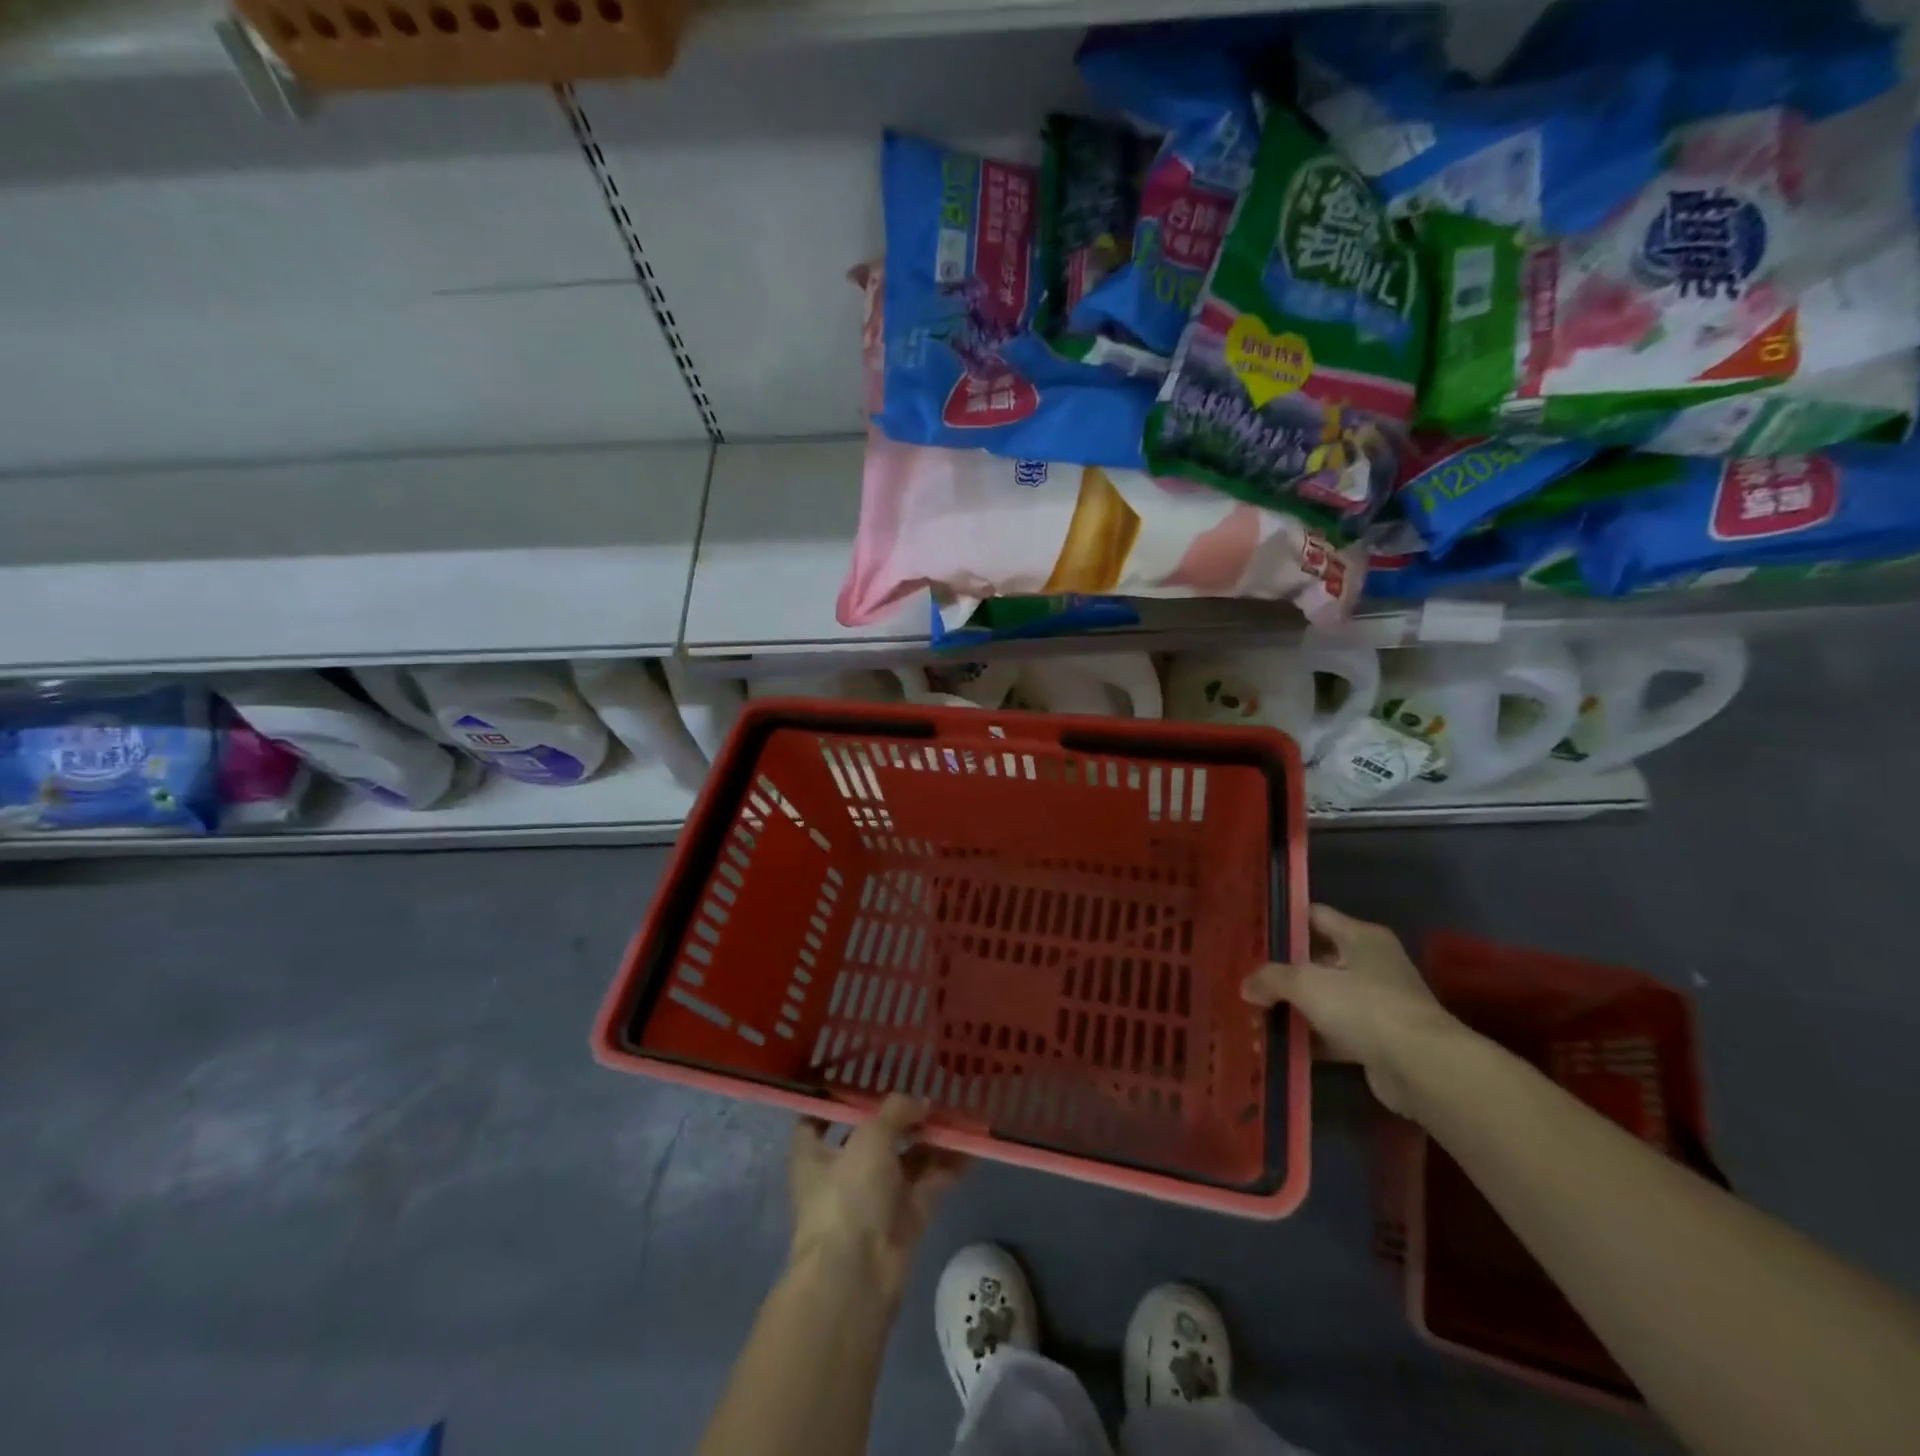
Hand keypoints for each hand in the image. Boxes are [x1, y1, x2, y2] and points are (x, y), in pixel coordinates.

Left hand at [789, 1094, 964, 1305]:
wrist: (858, 1276)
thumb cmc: (848, 1194)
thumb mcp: (870, 1136)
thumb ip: (896, 1111)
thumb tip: (921, 1104)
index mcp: (815, 1154)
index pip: (819, 1119)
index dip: (837, 1100)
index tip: (863, 1079)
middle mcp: (842, 1174)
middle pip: (873, 1137)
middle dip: (901, 1117)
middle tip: (929, 1091)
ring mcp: (874, 1199)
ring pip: (905, 1160)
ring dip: (930, 1139)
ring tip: (959, 1113)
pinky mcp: (903, 1221)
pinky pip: (928, 1184)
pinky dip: (947, 1166)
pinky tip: (971, 1145)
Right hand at [1241, 903, 1464, 1117]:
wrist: (1423, 1069)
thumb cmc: (1365, 1007)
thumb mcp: (1307, 983)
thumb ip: (1271, 978)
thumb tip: (1247, 987)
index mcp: (1361, 937)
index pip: (1314, 917)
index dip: (1284, 924)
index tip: (1252, 934)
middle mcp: (1372, 964)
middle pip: (1316, 960)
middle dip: (1282, 972)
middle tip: (1247, 978)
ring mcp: (1377, 1003)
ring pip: (1324, 999)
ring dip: (1293, 1008)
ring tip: (1255, 1014)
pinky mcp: (1378, 1040)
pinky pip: (1333, 1032)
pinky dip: (1309, 1037)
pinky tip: (1279, 1043)